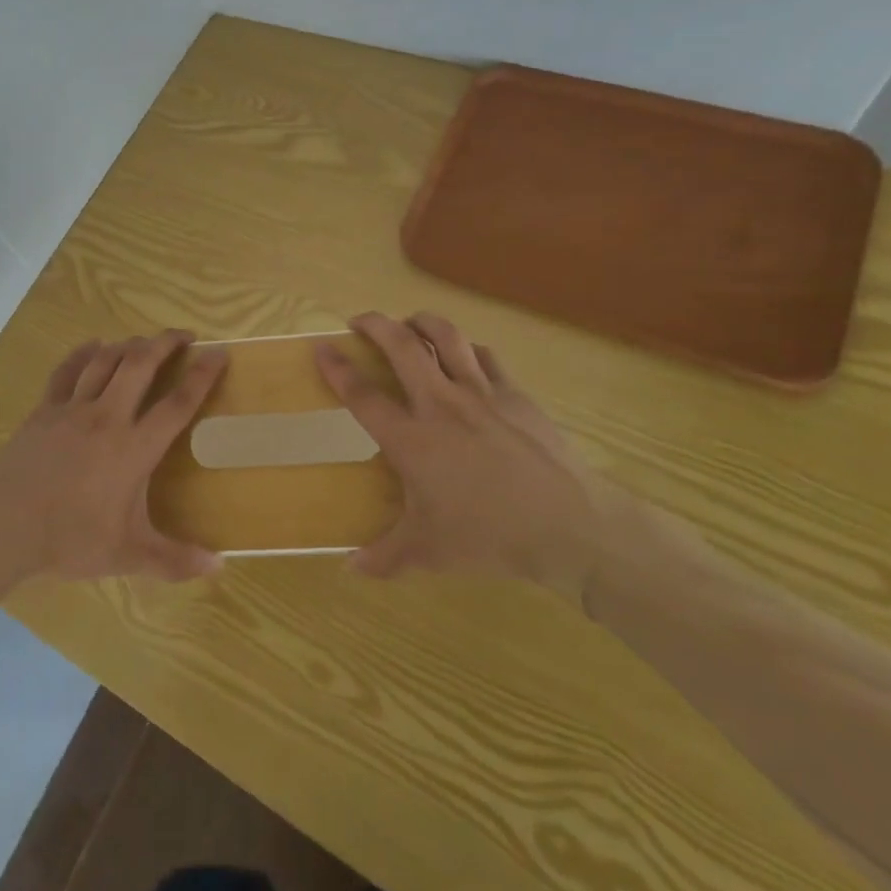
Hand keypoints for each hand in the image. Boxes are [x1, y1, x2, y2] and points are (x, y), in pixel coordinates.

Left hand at [0, 331, 227, 581]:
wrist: (4, 528)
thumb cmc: (70, 540)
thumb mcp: (127, 555)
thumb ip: (175, 560)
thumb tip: (219, 567)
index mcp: (134, 448)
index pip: (177, 403)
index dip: (202, 376)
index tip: (220, 353)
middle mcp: (107, 417)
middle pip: (141, 364)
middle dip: (165, 343)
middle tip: (184, 336)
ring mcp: (72, 409)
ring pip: (105, 360)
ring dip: (129, 345)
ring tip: (144, 342)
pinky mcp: (44, 410)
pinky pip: (67, 370)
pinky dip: (83, 352)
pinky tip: (94, 345)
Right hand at [316, 313, 622, 601]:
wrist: (569, 525)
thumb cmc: (490, 536)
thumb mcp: (429, 553)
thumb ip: (385, 557)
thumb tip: (350, 568)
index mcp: (412, 439)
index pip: (362, 395)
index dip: (337, 368)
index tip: (320, 347)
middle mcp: (441, 404)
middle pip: (402, 346)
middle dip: (375, 324)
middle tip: (360, 321)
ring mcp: (481, 394)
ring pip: (446, 338)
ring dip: (421, 322)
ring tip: (409, 322)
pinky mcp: (515, 394)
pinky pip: (486, 357)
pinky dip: (468, 349)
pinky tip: (465, 355)